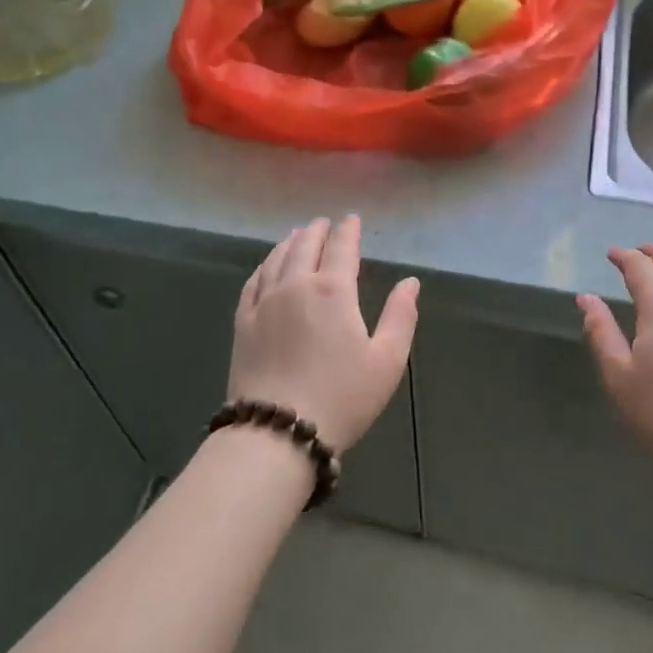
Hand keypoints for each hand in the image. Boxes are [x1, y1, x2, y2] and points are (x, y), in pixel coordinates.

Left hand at [230, 216, 417, 453]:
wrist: (277, 433)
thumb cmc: (341, 397)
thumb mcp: (387, 362)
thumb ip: (401, 317)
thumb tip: (410, 282)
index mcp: (333, 290)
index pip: (342, 248)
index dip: (348, 231)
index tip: (352, 219)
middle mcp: (295, 285)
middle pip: (306, 246)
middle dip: (317, 231)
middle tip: (324, 223)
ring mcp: (264, 302)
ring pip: (277, 258)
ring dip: (290, 242)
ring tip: (297, 235)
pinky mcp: (242, 323)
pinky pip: (253, 281)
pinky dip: (264, 265)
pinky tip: (267, 266)